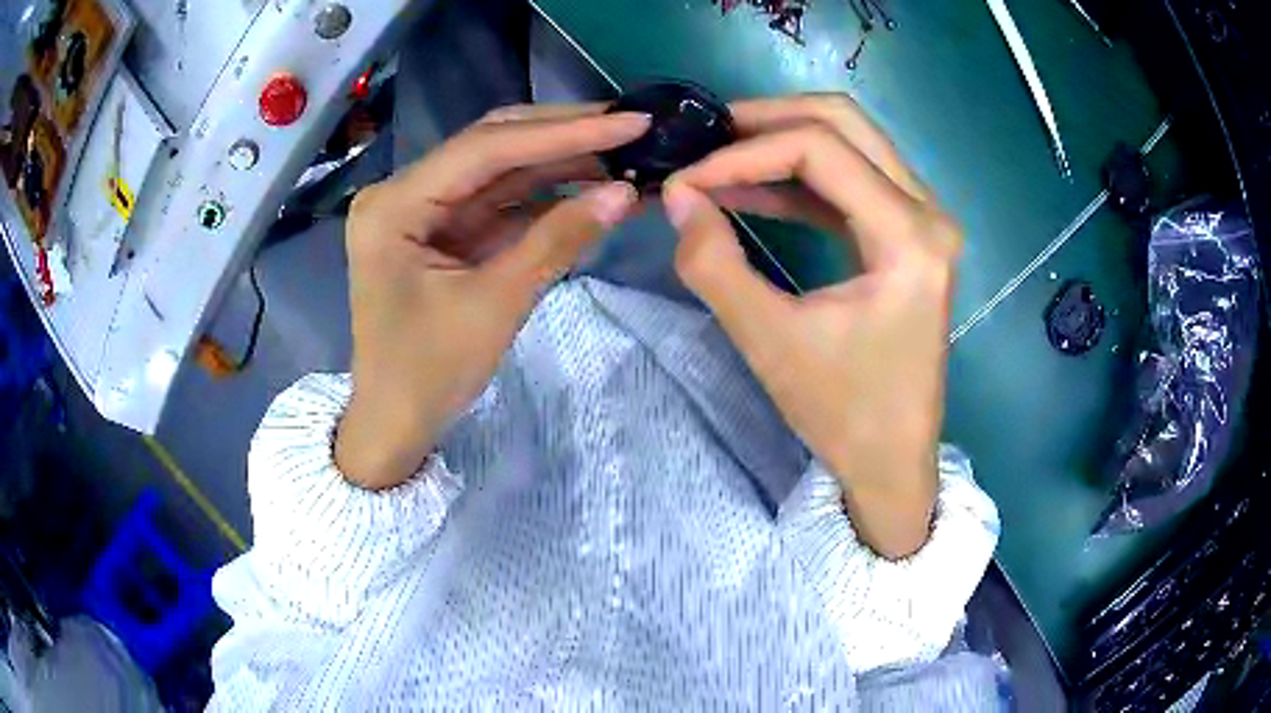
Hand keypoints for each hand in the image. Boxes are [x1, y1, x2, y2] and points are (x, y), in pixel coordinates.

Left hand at [336, 105, 647, 488]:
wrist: (395, 424)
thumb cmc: (428, 375)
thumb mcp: (496, 305)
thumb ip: (557, 240)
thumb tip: (625, 193)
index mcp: (395, 205)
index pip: (487, 149)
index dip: (563, 132)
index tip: (628, 121)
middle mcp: (403, 192)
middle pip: (491, 145)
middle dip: (562, 134)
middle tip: (629, 125)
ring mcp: (421, 209)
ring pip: (498, 169)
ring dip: (558, 161)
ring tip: (622, 152)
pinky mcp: (440, 229)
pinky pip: (497, 201)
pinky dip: (543, 195)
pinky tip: (588, 185)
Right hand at [663, 95, 959, 557]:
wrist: (891, 460)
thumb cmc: (843, 412)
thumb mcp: (770, 341)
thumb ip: (713, 264)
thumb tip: (675, 195)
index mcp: (910, 236)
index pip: (819, 149)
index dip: (743, 153)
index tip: (686, 179)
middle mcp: (928, 212)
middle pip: (844, 121)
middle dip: (766, 121)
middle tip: (704, 141)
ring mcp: (924, 220)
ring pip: (850, 141)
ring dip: (780, 142)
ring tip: (716, 161)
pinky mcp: (908, 235)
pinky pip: (851, 179)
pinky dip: (798, 177)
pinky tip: (749, 190)